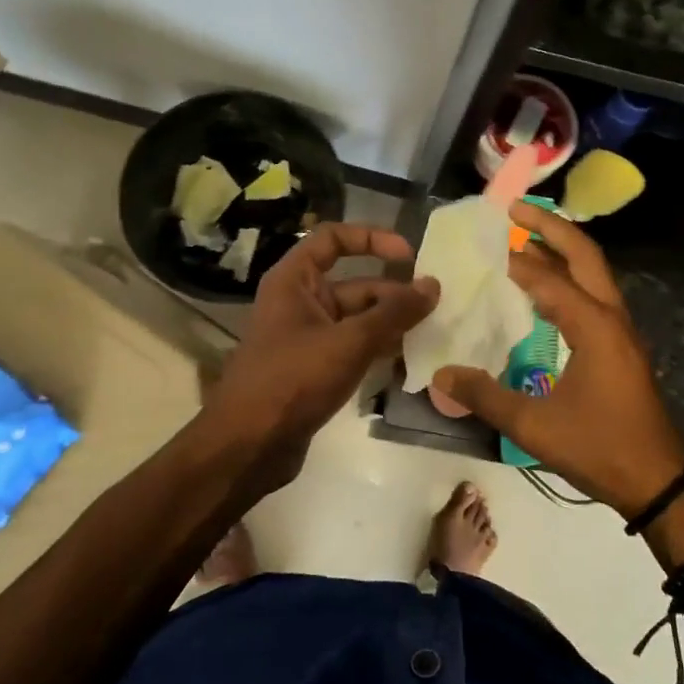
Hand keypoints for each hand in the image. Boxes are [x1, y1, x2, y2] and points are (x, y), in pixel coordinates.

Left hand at [204, 223, 437, 483]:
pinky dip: (378, 350)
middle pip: (354, 284)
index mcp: (295, 280)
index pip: (333, 238)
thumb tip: (433, 285)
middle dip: (393, 294)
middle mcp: (299, 302)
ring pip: (357, 319)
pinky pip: (352, 348)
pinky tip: (408, 361)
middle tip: (435, 308)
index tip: (410, 255)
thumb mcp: (349, 341)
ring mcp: (307, 338)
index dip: (371, 238)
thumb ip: (393, 313)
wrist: (249, 445)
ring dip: (390, 325)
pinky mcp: (314, 369)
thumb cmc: (293, 379)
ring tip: (430, 334)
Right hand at [432, 202, 683, 517]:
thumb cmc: (600, 448)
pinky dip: (568, 280)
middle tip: (515, 211)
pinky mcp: (621, 347)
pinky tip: (544, 293)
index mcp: (594, 326)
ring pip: (592, 274)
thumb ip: (486, 397)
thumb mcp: (535, 426)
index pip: (548, 279)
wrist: (659, 481)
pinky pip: (593, 297)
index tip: (484, 242)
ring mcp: (621, 331)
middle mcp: (611, 317)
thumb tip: (442, 374)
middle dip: (551, 228)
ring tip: (525, 241)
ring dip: (562, 252)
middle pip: (584, 255)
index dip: (516, 260)